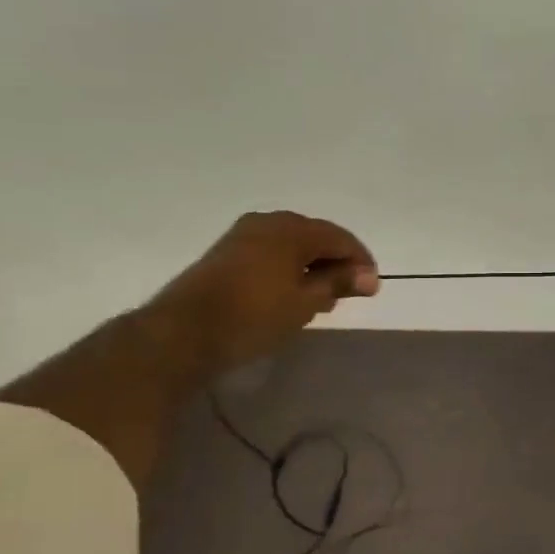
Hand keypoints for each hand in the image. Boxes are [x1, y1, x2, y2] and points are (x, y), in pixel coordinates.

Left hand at [141, 211, 378, 375]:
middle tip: (346, 294)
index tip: (370, 289)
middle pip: (316, 237)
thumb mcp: (306, 302)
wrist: (184, 332)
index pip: (341, 238)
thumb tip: (369, 276)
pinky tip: (291, 292)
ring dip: (312, 266)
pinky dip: (289, 268)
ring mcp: (244, 234)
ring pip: (292, 245)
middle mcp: (269, 221)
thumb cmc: (255, 315)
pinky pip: (271, 251)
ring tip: (320, 297)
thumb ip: (339, 283)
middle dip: (336, 263)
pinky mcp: (227, 251)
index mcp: (292, 229)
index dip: (360, 262)